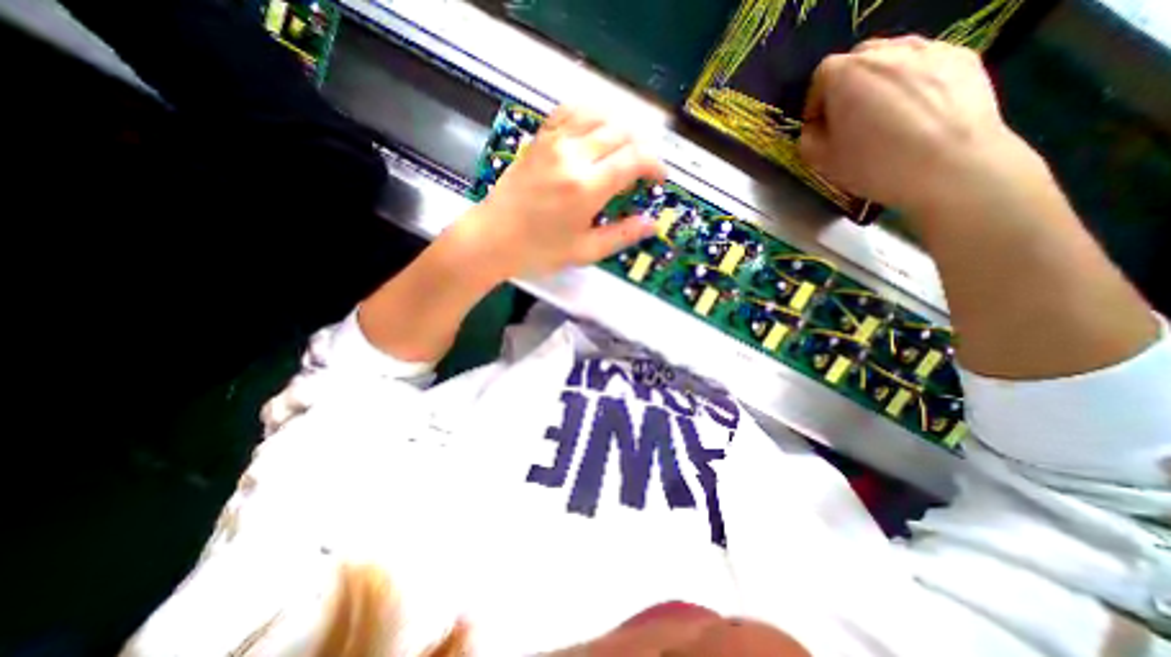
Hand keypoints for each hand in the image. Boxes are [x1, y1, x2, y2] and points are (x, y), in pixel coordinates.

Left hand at [449, 106, 661, 282]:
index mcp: (587, 187)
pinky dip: (590, 115)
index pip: (635, 159)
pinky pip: (570, 112)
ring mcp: (554, 142)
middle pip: (621, 132)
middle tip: (643, 169)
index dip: (655, 165)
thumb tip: (652, 224)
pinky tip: (595, 129)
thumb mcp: (585, 251)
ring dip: (620, 127)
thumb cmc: (538, 251)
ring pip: (599, 115)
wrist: (492, 238)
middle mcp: (573, 155)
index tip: (659, 179)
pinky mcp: (540, 139)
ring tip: (625, 148)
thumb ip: (621, 235)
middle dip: (641, 147)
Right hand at [802, 35, 1025, 215]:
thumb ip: (808, 139)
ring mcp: (930, 49)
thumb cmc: (874, 165)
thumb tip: (815, 128)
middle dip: (848, 87)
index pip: (821, 75)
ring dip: (881, 83)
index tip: (820, 127)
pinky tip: (917, 114)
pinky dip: (913, 83)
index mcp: (847, 75)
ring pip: (893, 59)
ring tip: (885, 117)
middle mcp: (888, 51)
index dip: (815, 103)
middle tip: (850, 119)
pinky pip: (924, 66)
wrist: (950, 166)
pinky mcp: (964, 57)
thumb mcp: (822, 161)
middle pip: (858, 59)